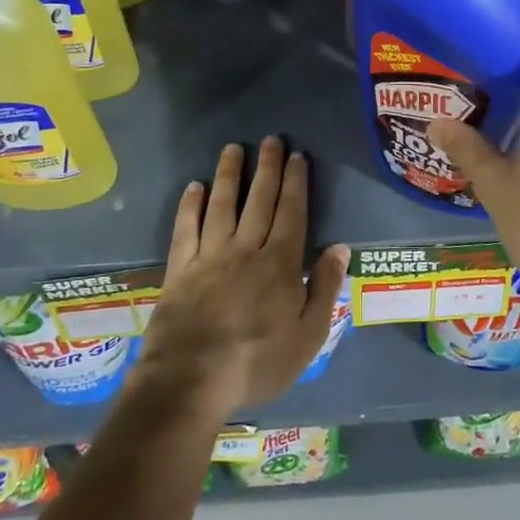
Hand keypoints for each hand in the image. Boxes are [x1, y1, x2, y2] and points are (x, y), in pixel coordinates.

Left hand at [132, 137, 348, 423]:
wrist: (191, 380)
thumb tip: (339, 247)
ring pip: (222, 205)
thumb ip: (324, 288)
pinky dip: (190, 205)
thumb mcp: (308, 336)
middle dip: (268, 167)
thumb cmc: (257, 362)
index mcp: (280, 264)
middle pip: (259, 200)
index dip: (296, 182)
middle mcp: (246, 249)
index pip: (292, 212)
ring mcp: (209, 256)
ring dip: (230, 174)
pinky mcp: (180, 269)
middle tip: (271, 139)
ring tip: (233, 148)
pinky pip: (185, 228)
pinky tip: (194, 186)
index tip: (298, 156)